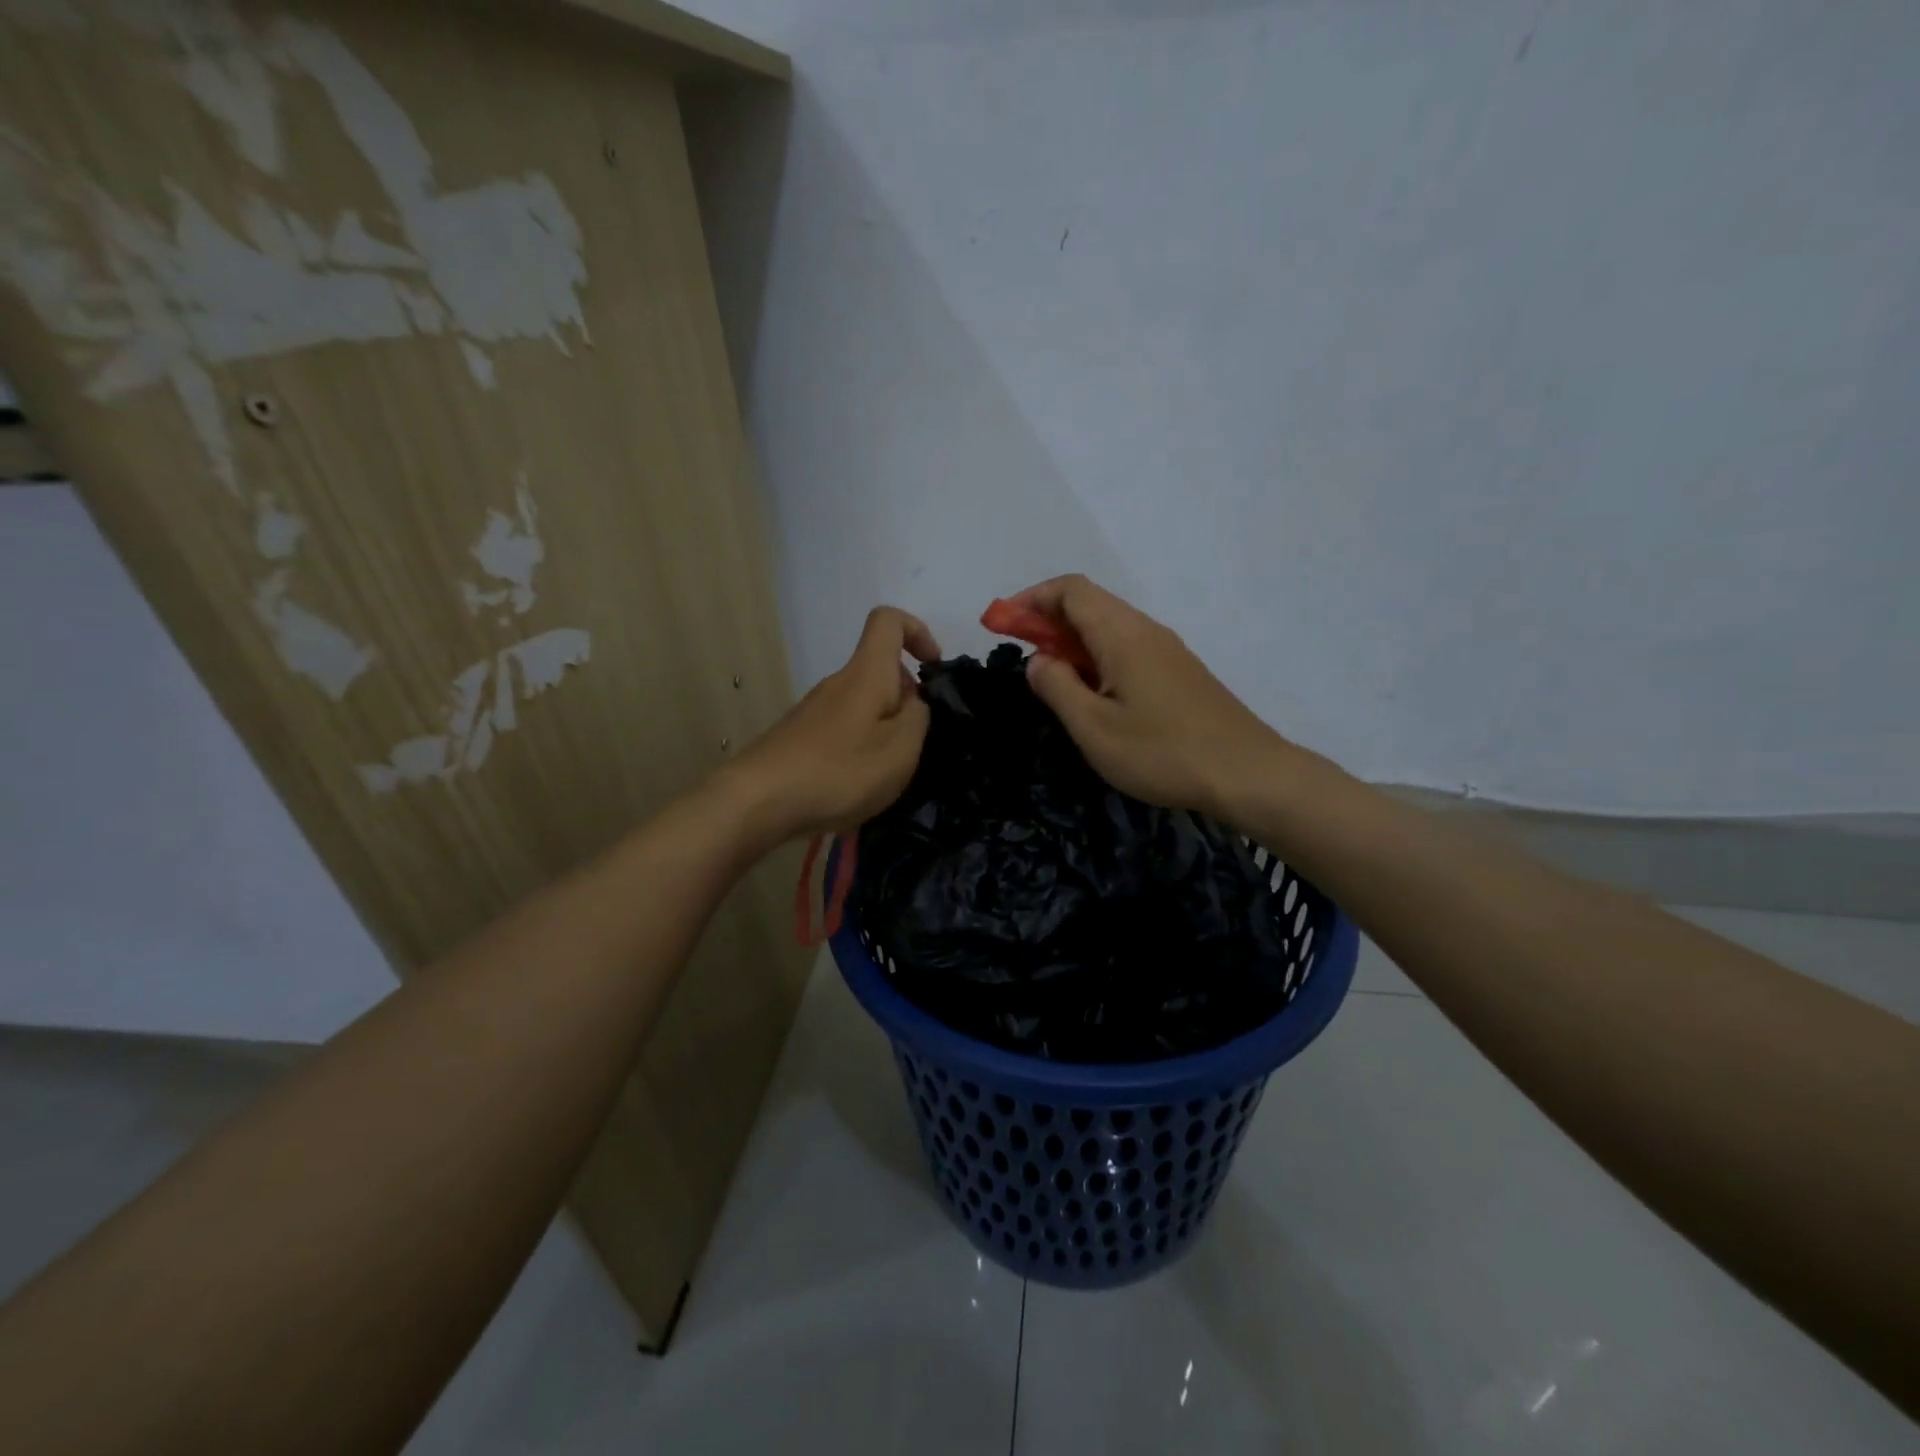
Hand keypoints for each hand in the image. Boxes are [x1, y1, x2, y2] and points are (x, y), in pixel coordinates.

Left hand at [723, 606, 939, 842]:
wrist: (758, 802)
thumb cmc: (839, 772)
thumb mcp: (900, 750)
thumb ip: (918, 718)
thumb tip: (914, 701)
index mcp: (866, 674)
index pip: (888, 621)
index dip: (918, 632)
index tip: (932, 669)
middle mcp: (838, 682)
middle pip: (880, 670)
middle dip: (907, 699)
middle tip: (916, 744)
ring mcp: (815, 710)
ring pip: (864, 705)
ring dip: (885, 730)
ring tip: (888, 775)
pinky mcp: (800, 737)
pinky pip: (845, 729)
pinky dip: (861, 749)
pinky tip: (857, 787)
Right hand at [1014, 575, 1290, 821]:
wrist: (1247, 773)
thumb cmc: (1162, 752)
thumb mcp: (1094, 727)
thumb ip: (1057, 687)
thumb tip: (1038, 660)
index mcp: (1122, 634)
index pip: (1070, 590)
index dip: (1031, 599)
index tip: (1002, 625)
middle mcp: (1145, 630)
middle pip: (1089, 604)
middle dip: (1047, 621)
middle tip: (1020, 655)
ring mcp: (1166, 650)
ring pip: (1109, 627)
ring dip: (1072, 642)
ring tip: (1050, 679)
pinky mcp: (1179, 672)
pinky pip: (1127, 648)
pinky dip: (1097, 657)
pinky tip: (1093, 694)